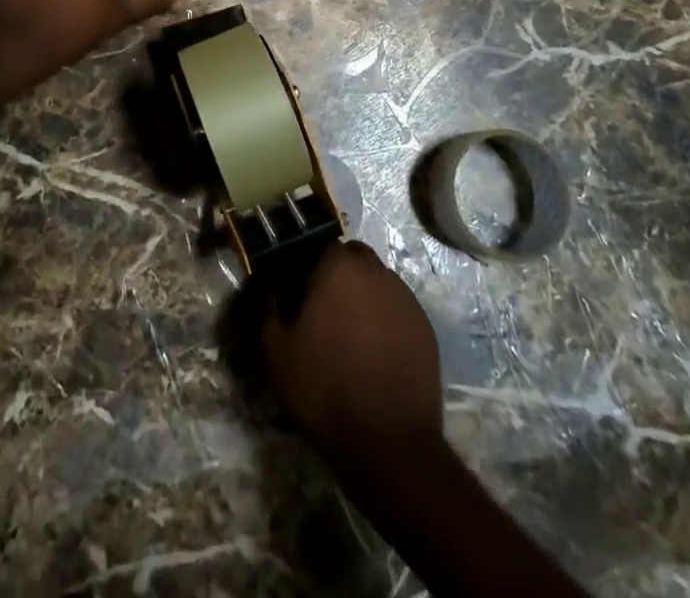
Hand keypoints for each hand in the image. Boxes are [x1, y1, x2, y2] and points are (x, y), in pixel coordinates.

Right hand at [262, 242, 443, 463]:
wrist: (389, 444)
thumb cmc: (326, 389)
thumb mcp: (277, 352)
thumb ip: (266, 307)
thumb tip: (264, 283)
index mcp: (339, 267)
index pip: (319, 244)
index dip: (306, 264)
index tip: (297, 290)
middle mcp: (376, 271)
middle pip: (352, 258)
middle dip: (337, 274)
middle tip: (321, 309)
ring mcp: (406, 298)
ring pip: (377, 281)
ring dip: (363, 294)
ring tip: (350, 333)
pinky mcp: (425, 326)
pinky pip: (397, 309)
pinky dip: (385, 319)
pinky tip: (375, 351)